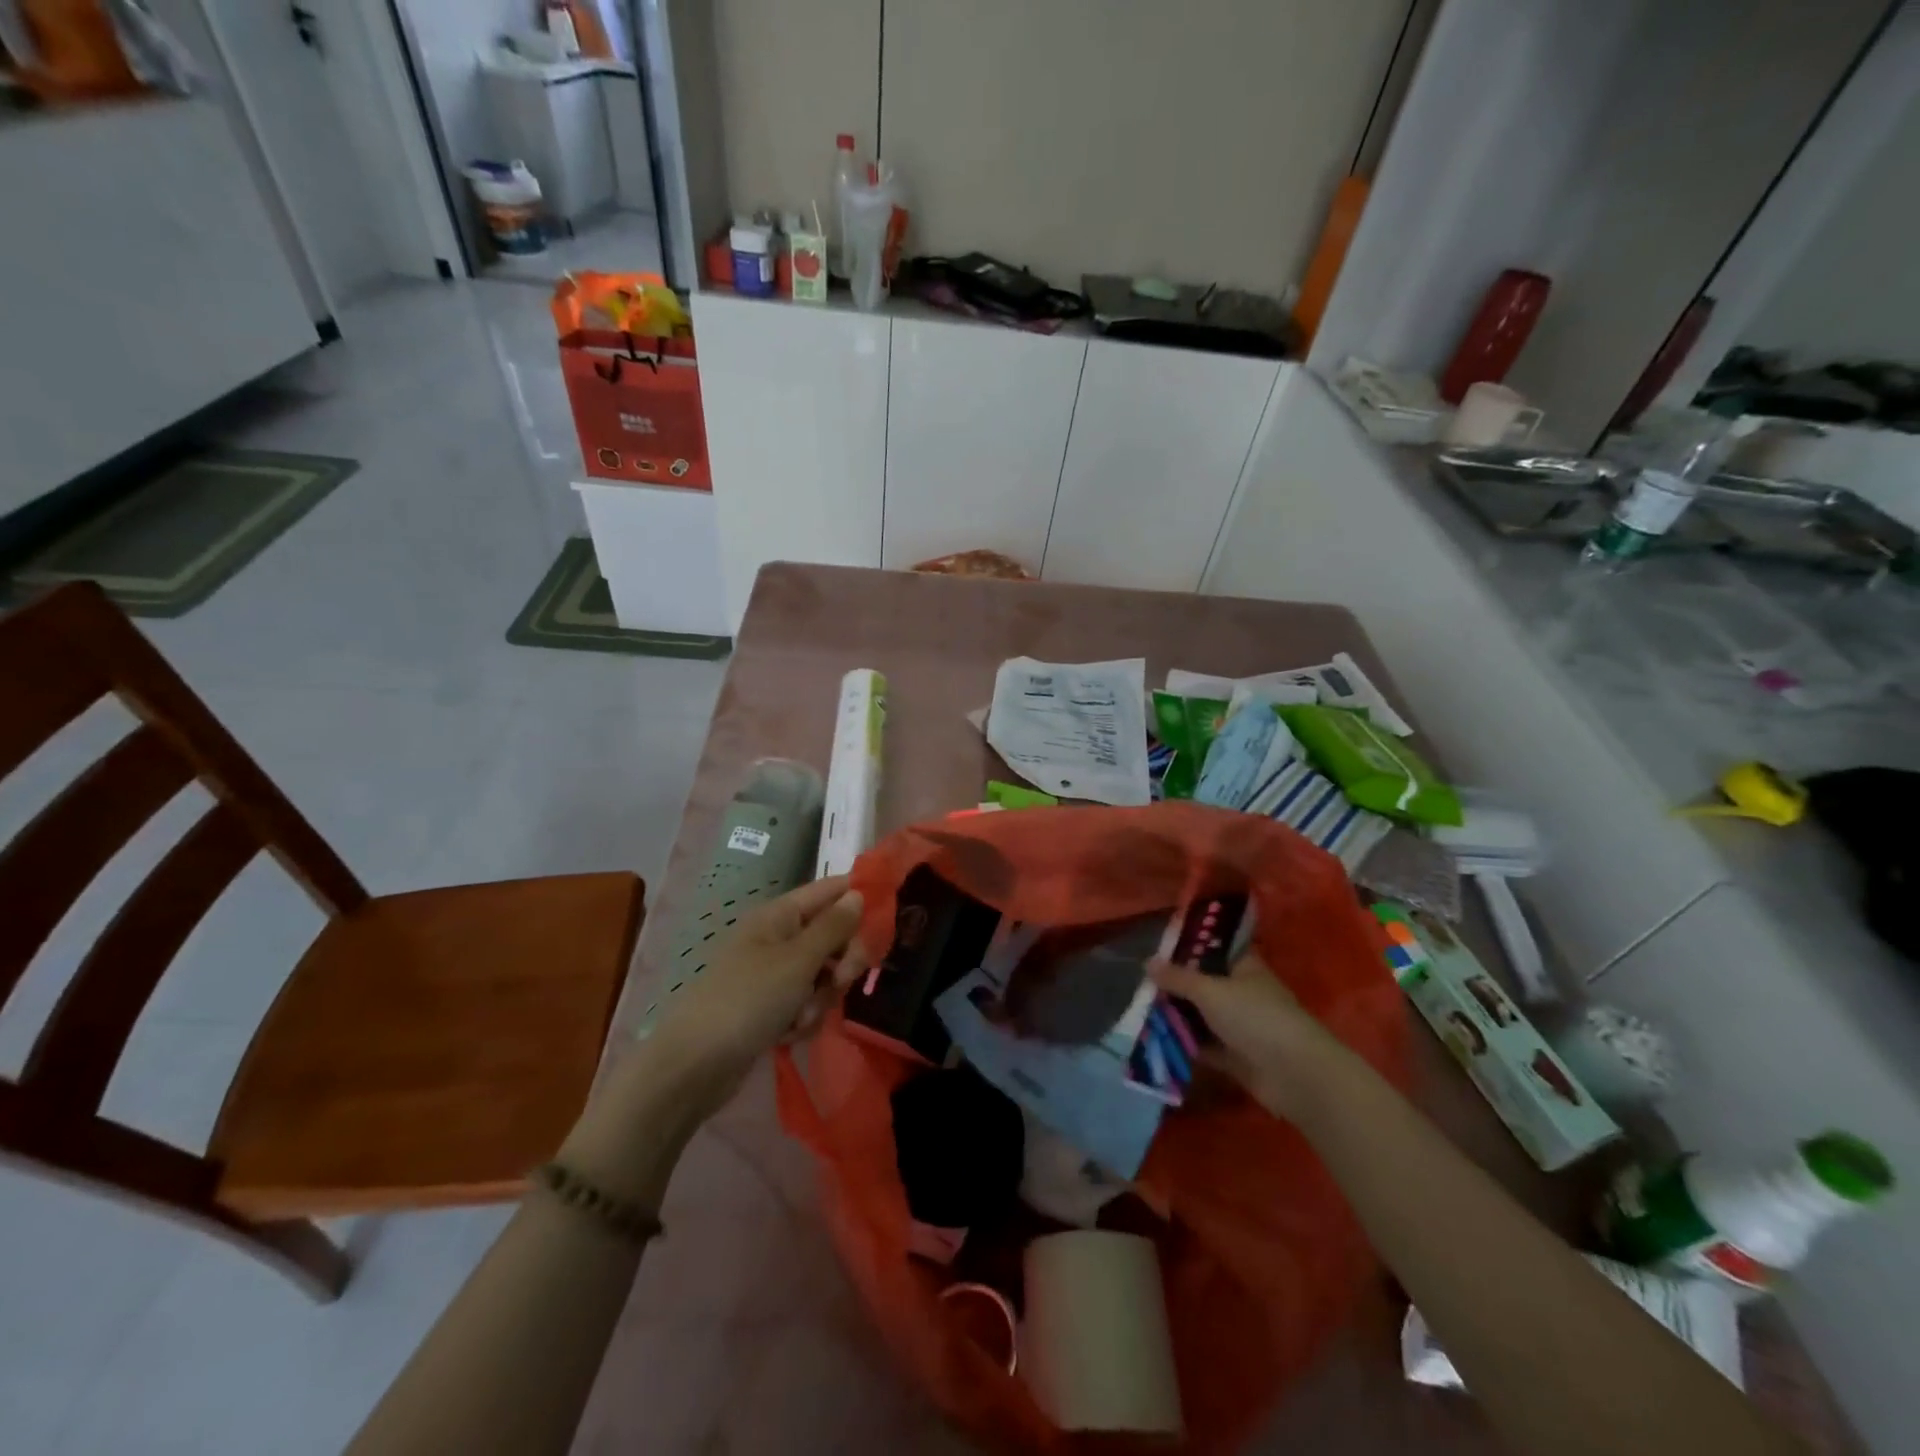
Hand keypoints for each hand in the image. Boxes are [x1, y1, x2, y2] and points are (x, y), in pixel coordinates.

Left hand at [643, 875, 867, 1116]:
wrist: (693, 1066)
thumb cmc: (747, 1000)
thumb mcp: (798, 960)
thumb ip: (834, 926)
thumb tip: (858, 894)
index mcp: (780, 915)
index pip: (830, 890)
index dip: (859, 898)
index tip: (888, 919)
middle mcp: (778, 938)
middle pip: (832, 935)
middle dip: (841, 961)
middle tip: (840, 980)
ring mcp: (773, 974)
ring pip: (823, 975)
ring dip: (821, 998)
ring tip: (800, 1018)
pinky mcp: (770, 1008)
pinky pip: (806, 1003)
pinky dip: (803, 1019)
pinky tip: (788, 1036)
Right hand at [1149, 951, 1342, 1119]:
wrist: (1294, 1075)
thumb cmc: (1254, 1017)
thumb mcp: (1209, 990)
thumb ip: (1177, 978)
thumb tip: (1147, 962)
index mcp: (1243, 967)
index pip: (1212, 950)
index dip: (1186, 949)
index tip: (1156, 952)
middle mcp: (1242, 992)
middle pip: (1203, 985)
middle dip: (1174, 987)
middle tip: (1141, 987)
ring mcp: (1240, 1026)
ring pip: (1201, 1016)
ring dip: (1177, 1017)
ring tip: (1141, 1014)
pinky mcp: (1236, 1056)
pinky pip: (1205, 1046)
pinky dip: (1185, 1045)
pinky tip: (1157, 1042)